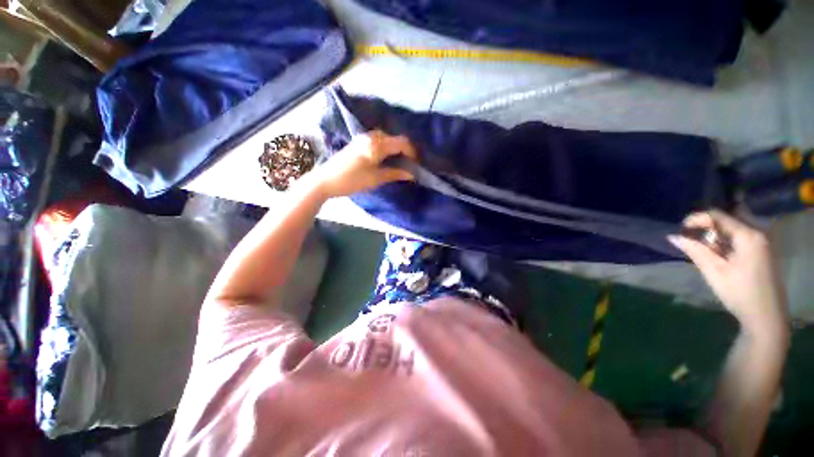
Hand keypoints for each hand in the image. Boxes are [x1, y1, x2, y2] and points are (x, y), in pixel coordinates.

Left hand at [308, 130, 415, 198]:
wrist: (325, 180)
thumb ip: (395, 173)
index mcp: (376, 145)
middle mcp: (370, 137)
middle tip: (409, 164)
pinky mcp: (357, 143)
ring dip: (394, 148)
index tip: (417, 164)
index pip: (401, 143)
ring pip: (385, 139)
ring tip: (399, 162)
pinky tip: (386, 158)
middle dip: (404, 149)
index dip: (412, 152)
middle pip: (394, 138)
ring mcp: (362, 138)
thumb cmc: (352, 181)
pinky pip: (377, 141)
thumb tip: (411, 174)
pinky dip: (386, 147)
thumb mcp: (375, 179)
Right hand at [668, 210, 786, 337]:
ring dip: (716, 235)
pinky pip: (741, 237)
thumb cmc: (739, 293)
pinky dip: (726, 241)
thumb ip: (695, 251)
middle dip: (707, 226)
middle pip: (728, 220)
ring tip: (703, 248)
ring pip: (734, 229)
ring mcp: (763, 243)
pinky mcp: (762, 252)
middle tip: (692, 238)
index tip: (681, 229)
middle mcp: (758, 233)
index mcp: (748, 235)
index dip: (697, 219)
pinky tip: (719, 254)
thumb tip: (673, 237)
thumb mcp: (714, 271)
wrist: (766, 316)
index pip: (719, 216)